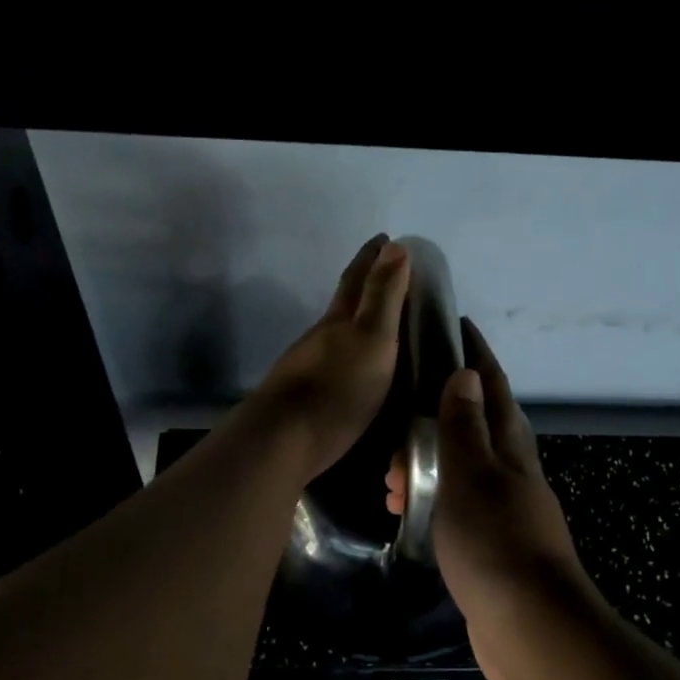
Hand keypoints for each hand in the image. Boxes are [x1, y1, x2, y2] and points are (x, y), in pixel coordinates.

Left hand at [249, 236, 411, 484]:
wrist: (284, 440)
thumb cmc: (337, 388)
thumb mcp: (372, 338)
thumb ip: (383, 296)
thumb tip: (395, 245)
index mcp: (339, 320)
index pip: (357, 278)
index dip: (371, 257)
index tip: (385, 238)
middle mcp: (321, 338)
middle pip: (343, 304)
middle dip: (363, 285)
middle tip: (387, 275)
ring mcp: (309, 368)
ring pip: (336, 336)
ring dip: (357, 324)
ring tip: (381, 326)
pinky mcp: (306, 398)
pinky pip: (335, 365)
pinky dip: (351, 357)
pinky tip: (358, 371)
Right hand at [386, 319, 594, 679]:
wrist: (531, 628)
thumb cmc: (496, 543)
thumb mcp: (472, 476)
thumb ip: (465, 427)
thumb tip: (465, 373)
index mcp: (510, 449)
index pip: (492, 387)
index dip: (475, 355)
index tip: (456, 326)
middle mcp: (511, 474)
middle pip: (475, 428)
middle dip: (437, 415)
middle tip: (395, 421)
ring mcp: (503, 512)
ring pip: (460, 471)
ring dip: (426, 465)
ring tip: (389, 477)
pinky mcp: (491, 547)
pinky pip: (455, 508)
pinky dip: (430, 500)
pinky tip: (407, 511)